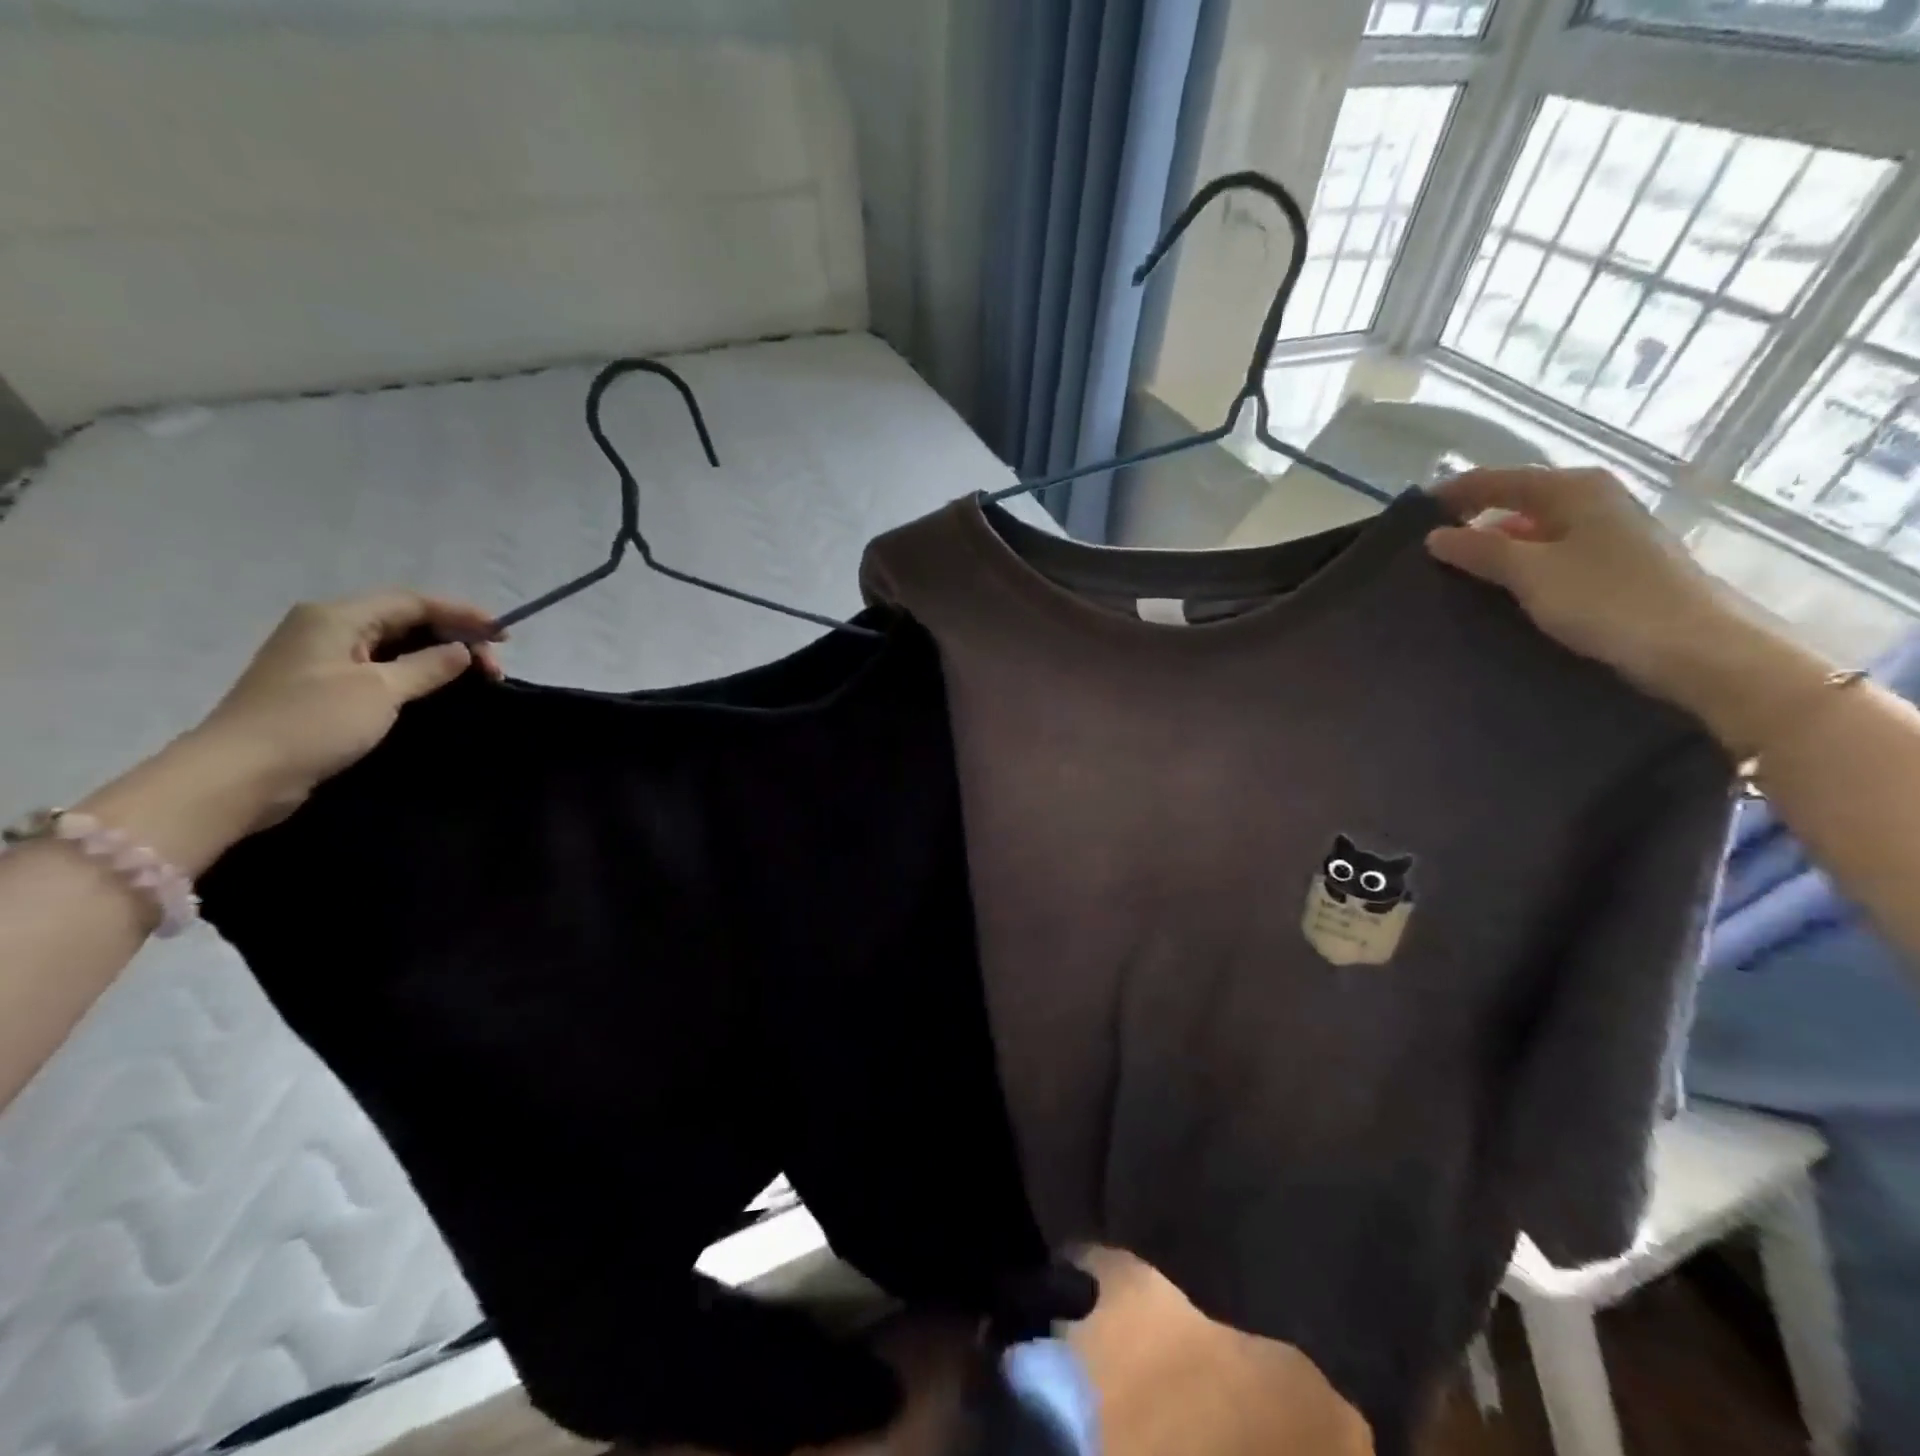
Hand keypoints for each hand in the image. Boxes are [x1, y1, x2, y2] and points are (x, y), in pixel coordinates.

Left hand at [188, 591, 503, 826]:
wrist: (239, 776)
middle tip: (493, 667)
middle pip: (405, 619)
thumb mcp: (380, 690)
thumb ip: (428, 666)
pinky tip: (438, 688)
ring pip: (395, 644)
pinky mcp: (322, 688)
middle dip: (454, 636)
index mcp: (336, 616)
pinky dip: (415, 672)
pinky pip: (381, 667)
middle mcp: (327, 628)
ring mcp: (322, 659)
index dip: (463, 614)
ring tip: (475, 677)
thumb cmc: (312, 723)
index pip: (413, 602)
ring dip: (438, 656)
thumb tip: (463, 650)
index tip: (505, 634)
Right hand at [1423, 468, 1736, 696]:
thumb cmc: (1608, 599)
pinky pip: (1550, 555)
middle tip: (1425, 549)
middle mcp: (1592, 500)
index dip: (1452, 494)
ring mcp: (1607, 532)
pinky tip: (1499, 591)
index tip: (1410, 516)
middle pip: (1516, 501)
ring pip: (1533, 531)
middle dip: (1471, 522)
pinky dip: (1519, 566)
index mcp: (1573, 489)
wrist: (1696, 648)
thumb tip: (1435, 536)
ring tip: (1453, 574)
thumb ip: (1479, 550)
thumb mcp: (1531, 573)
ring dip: (1494, 548)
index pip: (1497, 479)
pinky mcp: (1614, 565)